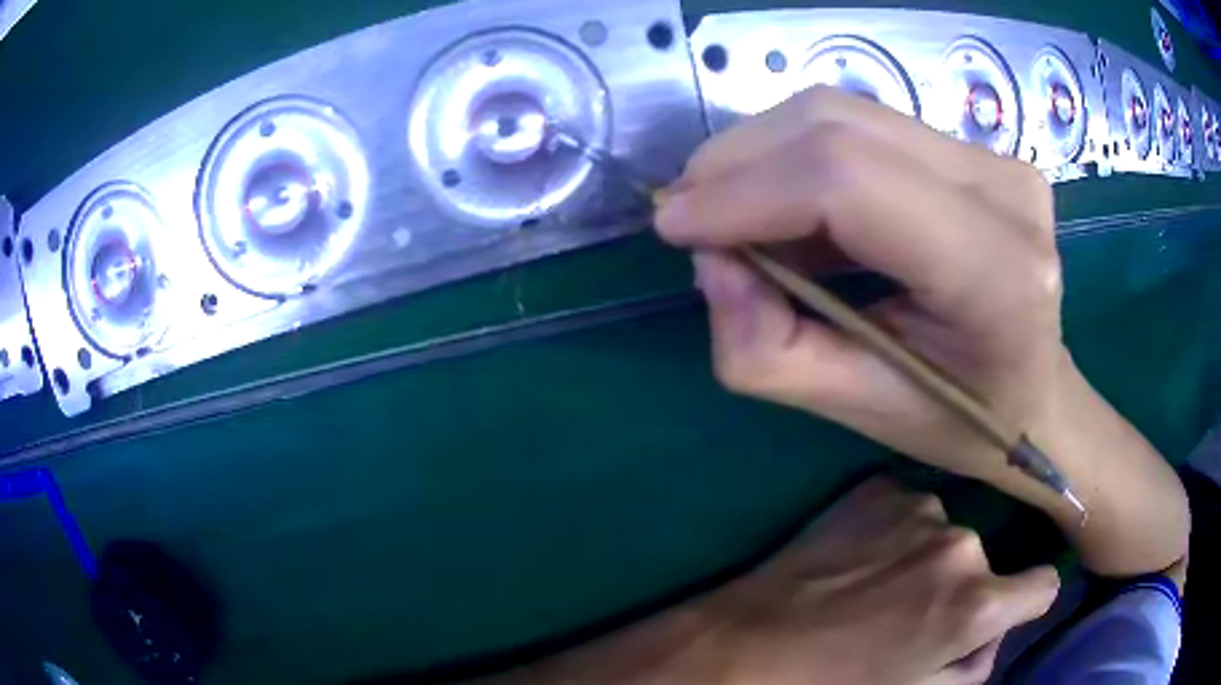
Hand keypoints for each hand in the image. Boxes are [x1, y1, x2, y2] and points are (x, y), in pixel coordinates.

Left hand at [483, 477, 1059, 684]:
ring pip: (948, 533)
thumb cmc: (837, 683)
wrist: (752, 642)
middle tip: (910, 615)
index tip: (1004, 609)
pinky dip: (896, 530)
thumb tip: (992, 638)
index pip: (1042, 585)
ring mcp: (919, 508)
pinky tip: (859, 556)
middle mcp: (961, 545)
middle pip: (988, 562)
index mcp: (975, 604)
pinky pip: (909, 508)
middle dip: (965, 589)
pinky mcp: (878, 488)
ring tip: (876, 587)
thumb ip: (971, 667)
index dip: (1024, 602)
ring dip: (928, 557)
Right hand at [656, 86, 1062, 487]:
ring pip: (844, 111)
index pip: (849, 182)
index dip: (746, 190)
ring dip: (763, 151)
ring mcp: (996, 157)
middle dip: (739, 159)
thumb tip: (712, 260)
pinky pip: (865, 124)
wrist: (1037, 393)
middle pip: (838, 124)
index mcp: (995, 274)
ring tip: (728, 208)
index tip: (674, 223)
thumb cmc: (960, 420)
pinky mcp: (978, 147)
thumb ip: (767, 349)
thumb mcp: (856, 409)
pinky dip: (801, 153)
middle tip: (688, 211)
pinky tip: (784, 201)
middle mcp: (1004, 191)